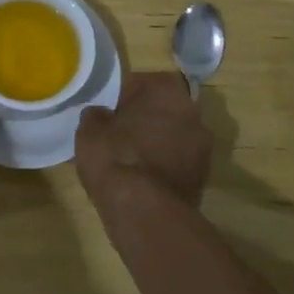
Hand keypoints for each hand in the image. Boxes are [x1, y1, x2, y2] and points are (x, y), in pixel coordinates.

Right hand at [75, 72, 212, 208]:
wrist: (145, 209)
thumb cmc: (115, 156)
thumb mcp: (89, 129)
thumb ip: (97, 115)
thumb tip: (102, 116)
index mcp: (166, 89)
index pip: (138, 83)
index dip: (120, 98)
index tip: (107, 113)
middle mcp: (193, 111)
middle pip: (162, 109)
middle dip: (144, 118)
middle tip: (120, 133)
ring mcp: (203, 146)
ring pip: (173, 135)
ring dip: (157, 142)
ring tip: (132, 159)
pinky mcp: (204, 176)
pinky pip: (178, 161)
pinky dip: (164, 165)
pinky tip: (143, 178)